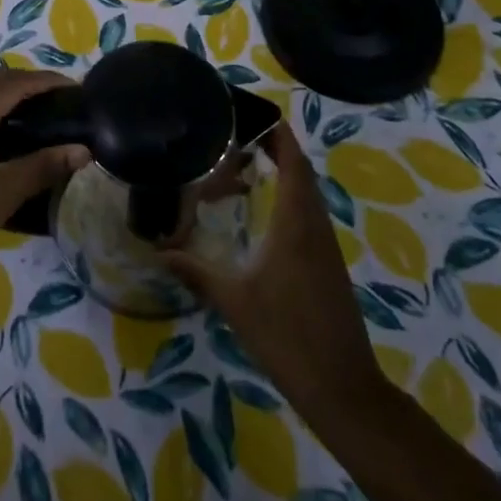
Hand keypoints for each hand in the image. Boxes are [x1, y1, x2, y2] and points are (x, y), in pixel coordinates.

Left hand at [0, 69, 89, 284]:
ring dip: (12, 94)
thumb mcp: (5, 192)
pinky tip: (12, 136)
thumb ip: (44, 166)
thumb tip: (84, 150)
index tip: (76, 88)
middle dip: (30, 82)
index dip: (46, 80)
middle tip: (61, 98)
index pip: (15, 83)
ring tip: (43, 112)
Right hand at [162, 125, 384, 427]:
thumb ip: (196, 271)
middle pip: (301, 171)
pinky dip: (288, 197)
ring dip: (282, 172)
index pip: (293, 161)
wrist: (343, 387)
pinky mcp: (328, 264)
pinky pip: (309, 214)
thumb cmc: (286, 336)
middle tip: (236, 136)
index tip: (252, 113)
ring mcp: (326, 245)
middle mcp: (315, 225)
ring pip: (307, 193)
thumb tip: (158, 250)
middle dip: (275, 147)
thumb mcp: (234, 301)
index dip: (277, 133)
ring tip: (244, 165)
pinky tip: (263, 212)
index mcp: (296, 223)